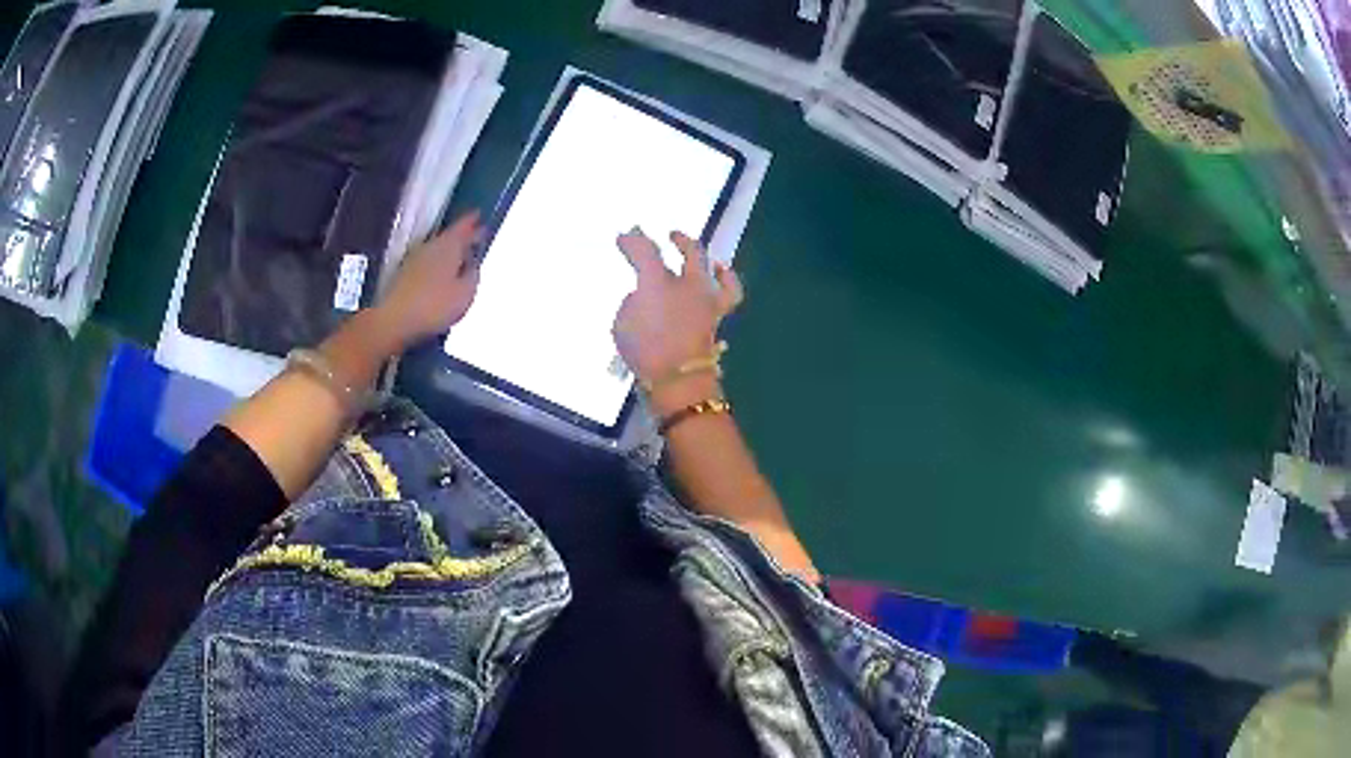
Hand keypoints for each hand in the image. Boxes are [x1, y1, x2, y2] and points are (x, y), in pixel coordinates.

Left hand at [377, 211, 483, 347]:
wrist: (393, 320)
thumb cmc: (434, 305)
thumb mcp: (466, 293)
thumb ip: (473, 274)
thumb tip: (473, 262)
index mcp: (449, 245)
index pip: (464, 225)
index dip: (474, 221)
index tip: (480, 216)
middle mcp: (430, 245)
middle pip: (449, 236)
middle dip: (462, 238)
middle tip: (474, 240)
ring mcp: (414, 258)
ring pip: (437, 250)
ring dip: (448, 253)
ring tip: (459, 262)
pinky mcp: (404, 274)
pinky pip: (427, 263)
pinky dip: (436, 266)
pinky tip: (440, 279)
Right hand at [613, 227, 742, 408]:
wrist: (678, 381)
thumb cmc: (644, 352)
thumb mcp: (623, 324)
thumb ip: (634, 302)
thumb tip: (645, 296)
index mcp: (658, 282)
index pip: (645, 251)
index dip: (633, 241)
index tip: (623, 236)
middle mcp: (688, 283)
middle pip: (689, 251)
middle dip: (679, 240)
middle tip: (670, 236)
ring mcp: (708, 299)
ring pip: (713, 268)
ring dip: (704, 257)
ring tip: (700, 254)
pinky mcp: (719, 316)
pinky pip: (729, 293)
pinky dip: (726, 281)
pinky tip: (721, 278)